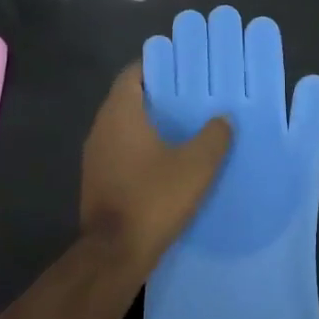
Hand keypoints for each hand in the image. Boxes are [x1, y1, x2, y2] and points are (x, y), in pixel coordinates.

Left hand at [80, 64, 231, 276]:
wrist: (114, 253)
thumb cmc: (154, 198)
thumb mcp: (196, 166)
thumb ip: (214, 136)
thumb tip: (223, 118)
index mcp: (120, 113)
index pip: (133, 73)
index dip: (158, 66)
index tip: (184, 68)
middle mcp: (101, 128)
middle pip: (129, 98)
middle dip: (159, 94)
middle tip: (193, 95)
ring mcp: (95, 156)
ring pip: (125, 126)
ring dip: (151, 123)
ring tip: (186, 126)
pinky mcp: (98, 180)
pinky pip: (121, 150)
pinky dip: (142, 147)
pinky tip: (168, 160)